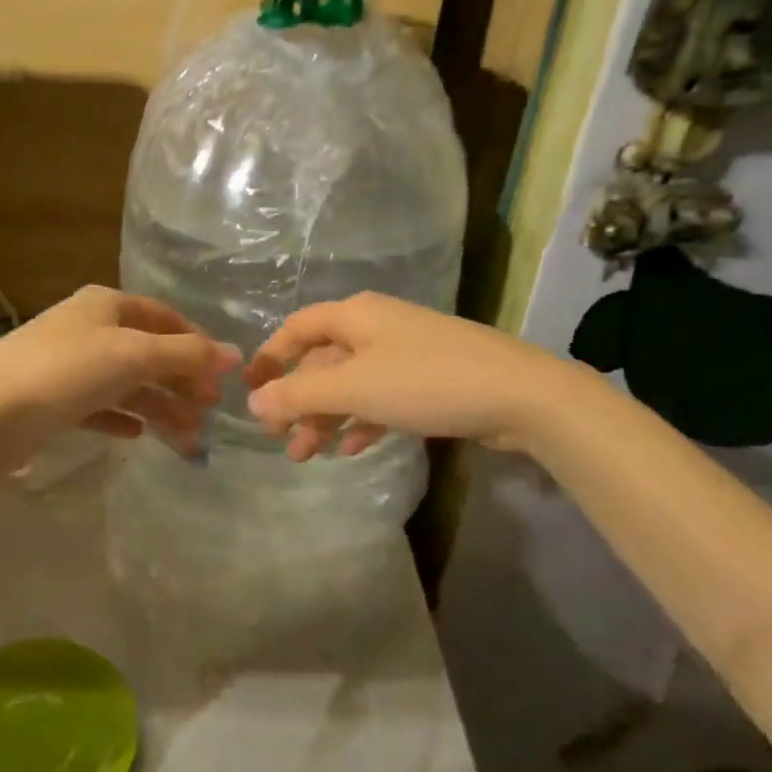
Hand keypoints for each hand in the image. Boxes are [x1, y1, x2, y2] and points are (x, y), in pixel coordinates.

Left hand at [0, 286, 239, 469]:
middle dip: (180, 382)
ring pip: (127, 384)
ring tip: (186, 437)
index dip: (196, 343)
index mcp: (106, 305)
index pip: (164, 317)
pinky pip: (100, 407)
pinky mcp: (54, 400)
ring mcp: (69, 365)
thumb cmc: (67, 370)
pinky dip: (123, 418)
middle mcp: (88, 328)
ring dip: (159, 406)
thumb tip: (234, 354)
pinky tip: (138, 435)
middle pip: (148, 353)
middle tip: (208, 411)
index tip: (222, 375)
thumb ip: (186, 355)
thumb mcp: (133, 354)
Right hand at [244, 292, 563, 459]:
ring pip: (351, 383)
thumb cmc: (426, 382)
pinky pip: (382, 397)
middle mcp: (377, 326)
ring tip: (308, 456)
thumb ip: (300, 395)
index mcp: (355, 316)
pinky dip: (363, 420)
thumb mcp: (354, 388)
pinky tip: (353, 448)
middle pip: (323, 361)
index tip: (251, 391)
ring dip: (327, 417)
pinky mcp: (430, 379)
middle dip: (299, 401)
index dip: (270, 356)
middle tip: (282, 441)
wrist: (520, 395)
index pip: (297, 328)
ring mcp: (406, 352)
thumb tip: (254, 401)